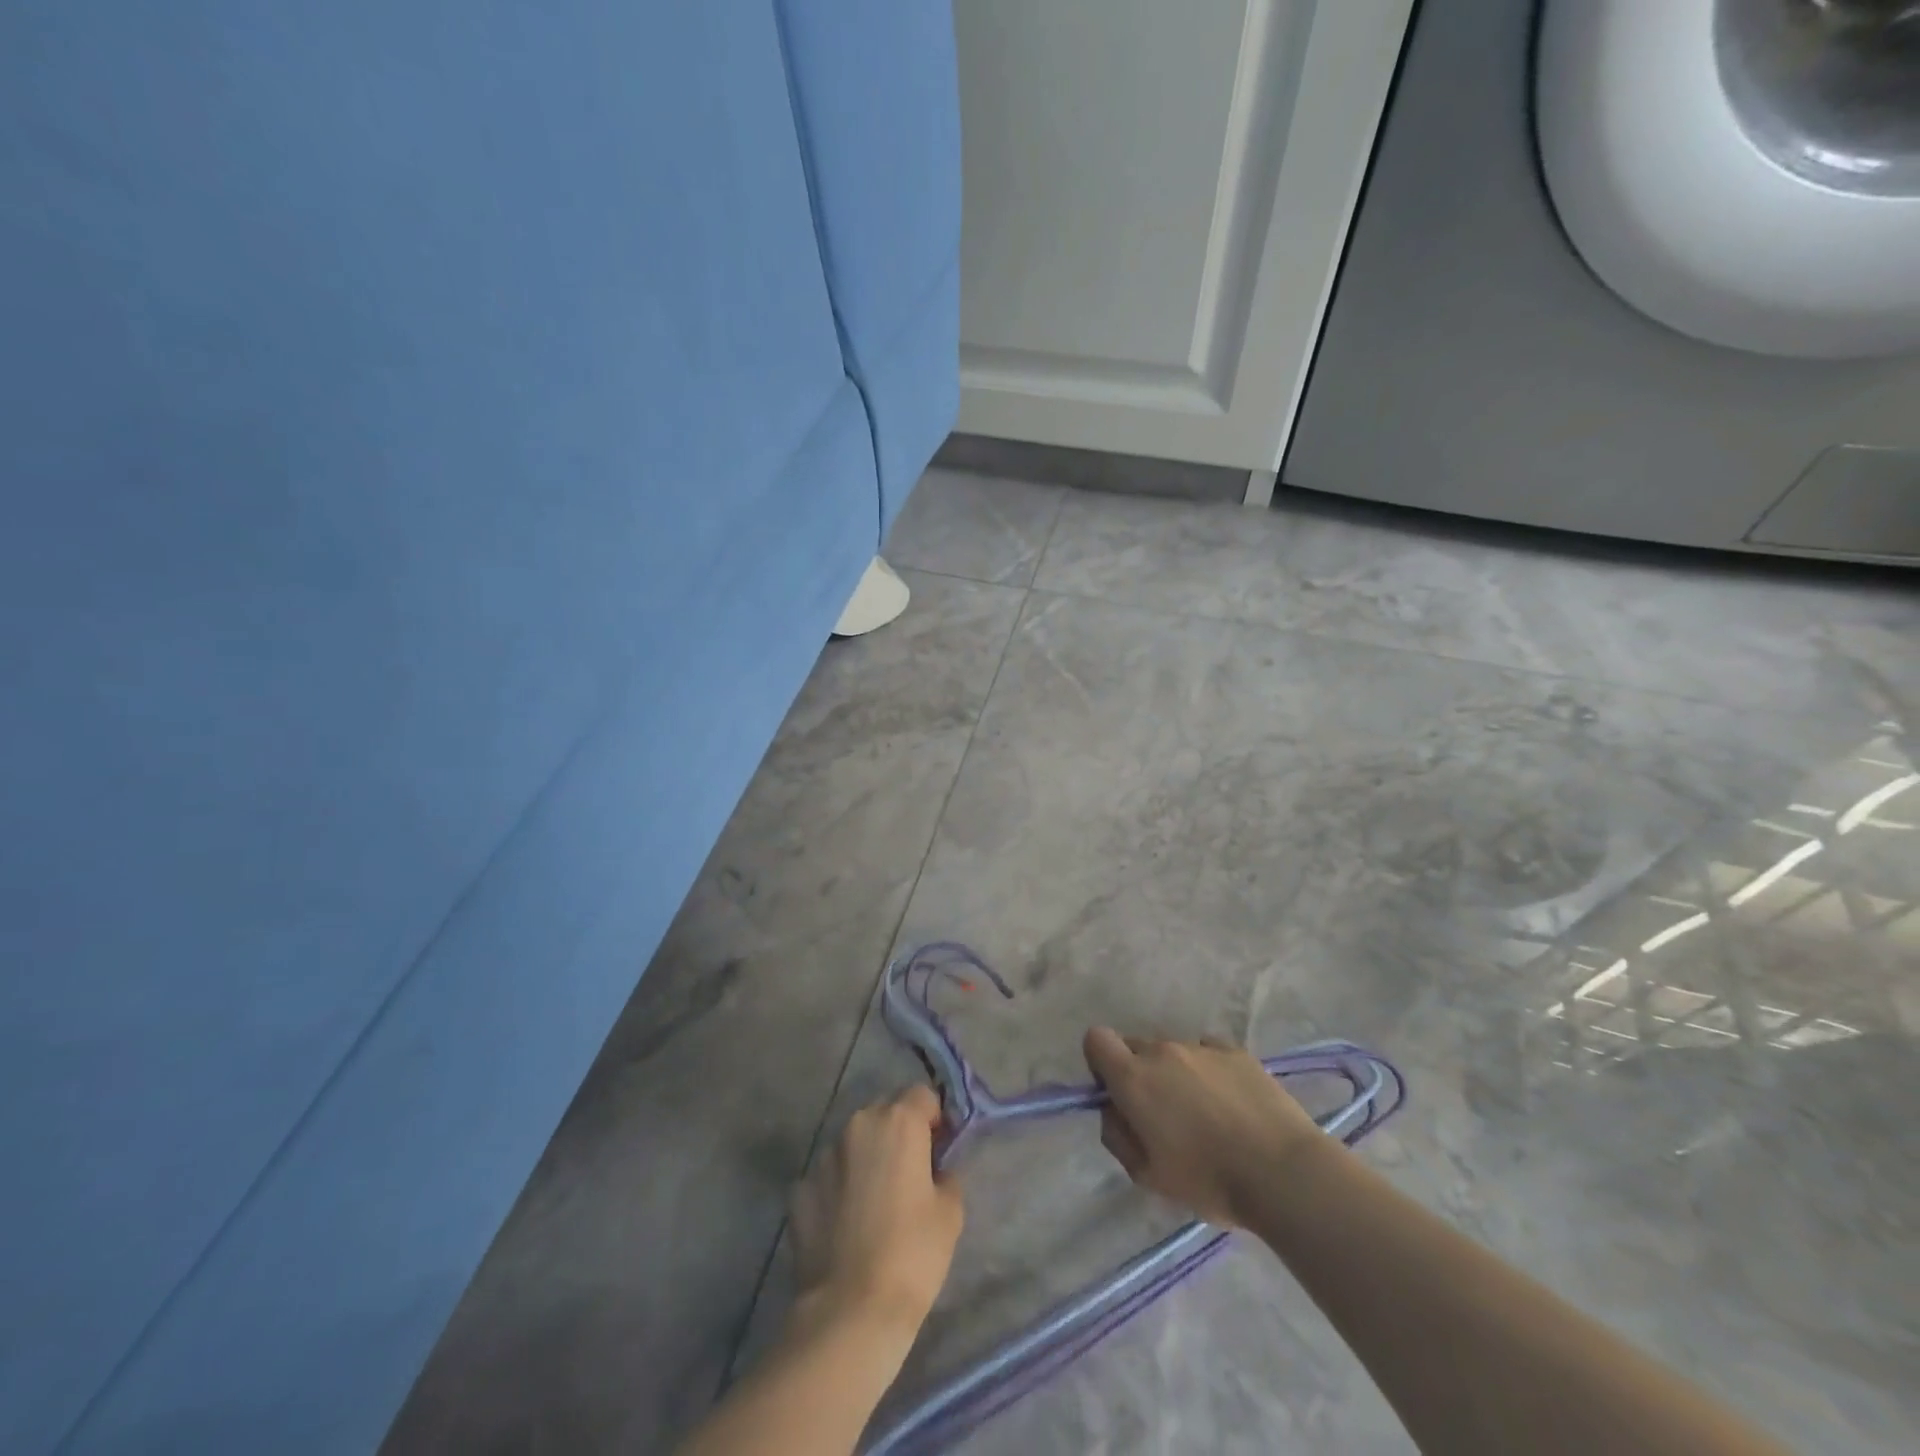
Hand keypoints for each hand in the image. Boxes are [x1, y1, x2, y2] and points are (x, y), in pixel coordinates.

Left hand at [789, 1085, 964, 1337]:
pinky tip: (846, 1226)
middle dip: (899, 1132)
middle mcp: (858, 1125)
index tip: (940, 1150)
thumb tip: (935, 1170)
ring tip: (875, 1203)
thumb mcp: (950, 1212)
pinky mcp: (799, 1189)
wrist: (850, 1311)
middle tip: (910, 1174)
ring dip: (866, 1158)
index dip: (935, 1118)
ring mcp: (823, 1156)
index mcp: (898, 1122)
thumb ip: (945, 1174)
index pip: (922, 1095)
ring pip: (854, 1143)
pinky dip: (838, 1189)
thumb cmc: (912, 1255)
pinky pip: (828, 1177)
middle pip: (885, 1111)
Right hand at [1083, 1027, 1323, 1228]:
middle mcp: (1162, 1051)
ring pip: (1173, 1052)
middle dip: (1139, 1072)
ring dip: (1176, 1074)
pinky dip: (1209, 1071)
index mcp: (1133, 1077)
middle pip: (1135, 1046)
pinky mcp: (1236, 1051)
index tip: (1117, 1094)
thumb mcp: (1146, 1175)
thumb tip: (1113, 1110)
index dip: (1100, 1063)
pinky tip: (1230, 1104)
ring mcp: (1201, 1047)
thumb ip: (1117, 1136)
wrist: (1284, 1173)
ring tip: (1205, 1114)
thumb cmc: (1208, 1180)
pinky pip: (1208, 1052)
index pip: (1096, 1039)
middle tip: (1162, 1114)